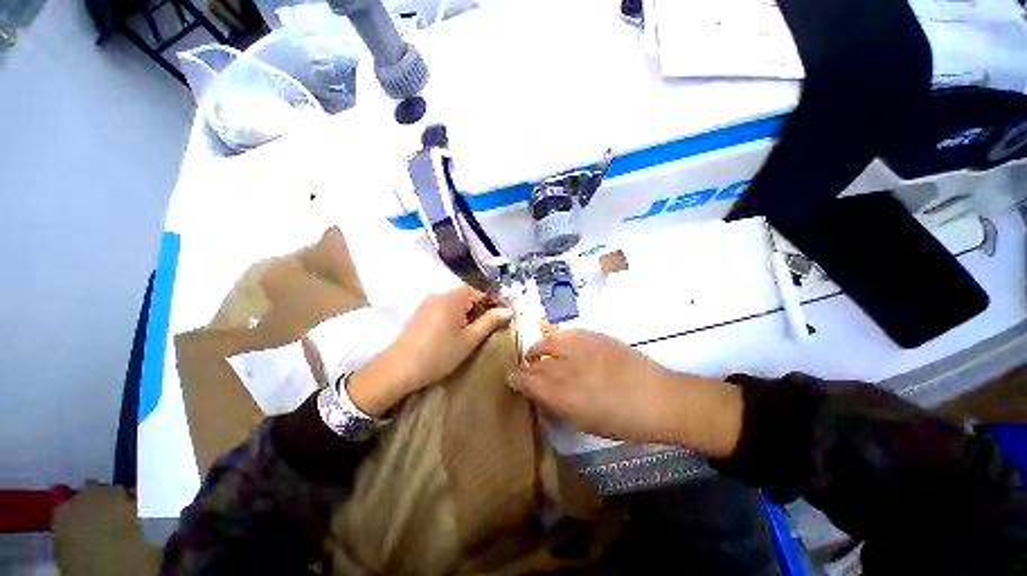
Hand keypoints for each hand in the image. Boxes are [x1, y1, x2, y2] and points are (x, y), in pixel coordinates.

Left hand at [348, 286, 512, 416]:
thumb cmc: (439, 353)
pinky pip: (444, 309)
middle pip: (468, 296)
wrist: (398, 369)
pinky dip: (455, 317)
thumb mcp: (470, 339)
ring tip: (474, 333)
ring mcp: (428, 303)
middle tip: (490, 328)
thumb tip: (508, 311)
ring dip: (469, 314)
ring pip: (456, 303)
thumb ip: (490, 322)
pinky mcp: (421, 313)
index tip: (505, 317)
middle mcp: (440, 294)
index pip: (481, 292)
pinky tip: (455, 333)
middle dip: (481, 310)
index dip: (494, 304)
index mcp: (454, 297)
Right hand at [507, 329, 742, 456]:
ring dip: (538, 348)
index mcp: (562, 394)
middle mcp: (566, 367)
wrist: (657, 397)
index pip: (528, 382)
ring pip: (547, 341)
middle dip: (525, 365)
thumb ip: (557, 405)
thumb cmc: (621, 420)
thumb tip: (540, 395)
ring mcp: (580, 347)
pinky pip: (566, 332)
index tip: (511, 379)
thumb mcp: (583, 421)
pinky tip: (558, 342)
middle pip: (535, 362)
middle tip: (523, 368)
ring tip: (537, 352)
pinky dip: (556, 337)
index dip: (517, 380)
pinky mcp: (593, 335)